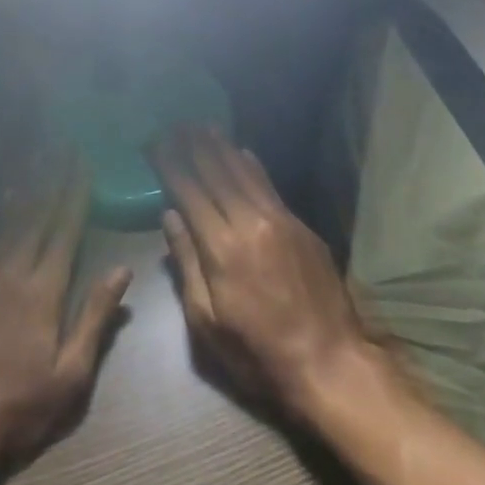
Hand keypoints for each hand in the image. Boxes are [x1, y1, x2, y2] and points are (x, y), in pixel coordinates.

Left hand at [0, 159, 131, 474]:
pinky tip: (2, 202)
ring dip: (26, 188)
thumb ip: (95, 317)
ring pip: (8, 219)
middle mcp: (11, 269)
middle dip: (54, 178)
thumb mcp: (70, 375)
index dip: (77, 193)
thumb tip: (122, 271)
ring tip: (37, 159)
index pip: (65, 228)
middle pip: (37, 214)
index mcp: (43, 289)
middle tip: (64, 147)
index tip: (85, 163)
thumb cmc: (16, 407)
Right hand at [154, 125, 370, 413]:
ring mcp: (280, 221)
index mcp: (221, 248)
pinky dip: (254, 166)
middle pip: (217, 174)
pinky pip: (271, 187)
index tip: (155, 142)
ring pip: (245, 174)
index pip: (189, 192)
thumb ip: (187, 264)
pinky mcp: (302, 228)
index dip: (170, 165)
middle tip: (177, 122)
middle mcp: (250, 223)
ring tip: (205, 126)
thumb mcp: (207, 321)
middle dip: (194, 146)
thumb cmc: (257, 352)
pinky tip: (244, 152)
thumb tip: (170, 216)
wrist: (329, 362)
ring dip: (223, 147)